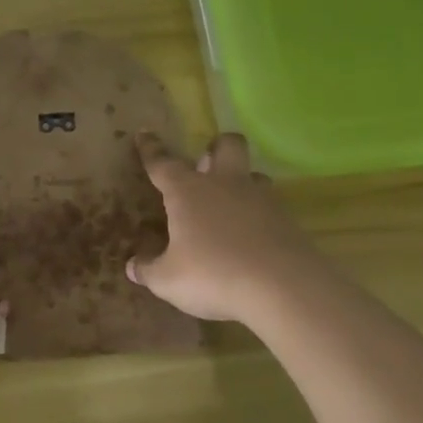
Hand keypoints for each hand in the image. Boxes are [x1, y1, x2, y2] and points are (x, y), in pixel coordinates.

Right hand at [126, 132, 320, 322]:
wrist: (284, 288)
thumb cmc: (213, 275)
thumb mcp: (168, 280)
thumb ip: (148, 269)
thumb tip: (133, 266)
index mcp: (188, 192)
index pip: (163, 163)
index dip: (151, 149)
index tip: (144, 133)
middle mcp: (225, 185)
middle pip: (226, 146)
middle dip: (216, 147)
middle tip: (206, 163)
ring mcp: (261, 200)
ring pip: (253, 175)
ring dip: (241, 182)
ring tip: (230, 205)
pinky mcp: (288, 221)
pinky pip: (270, 207)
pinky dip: (258, 216)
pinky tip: (251, 238)